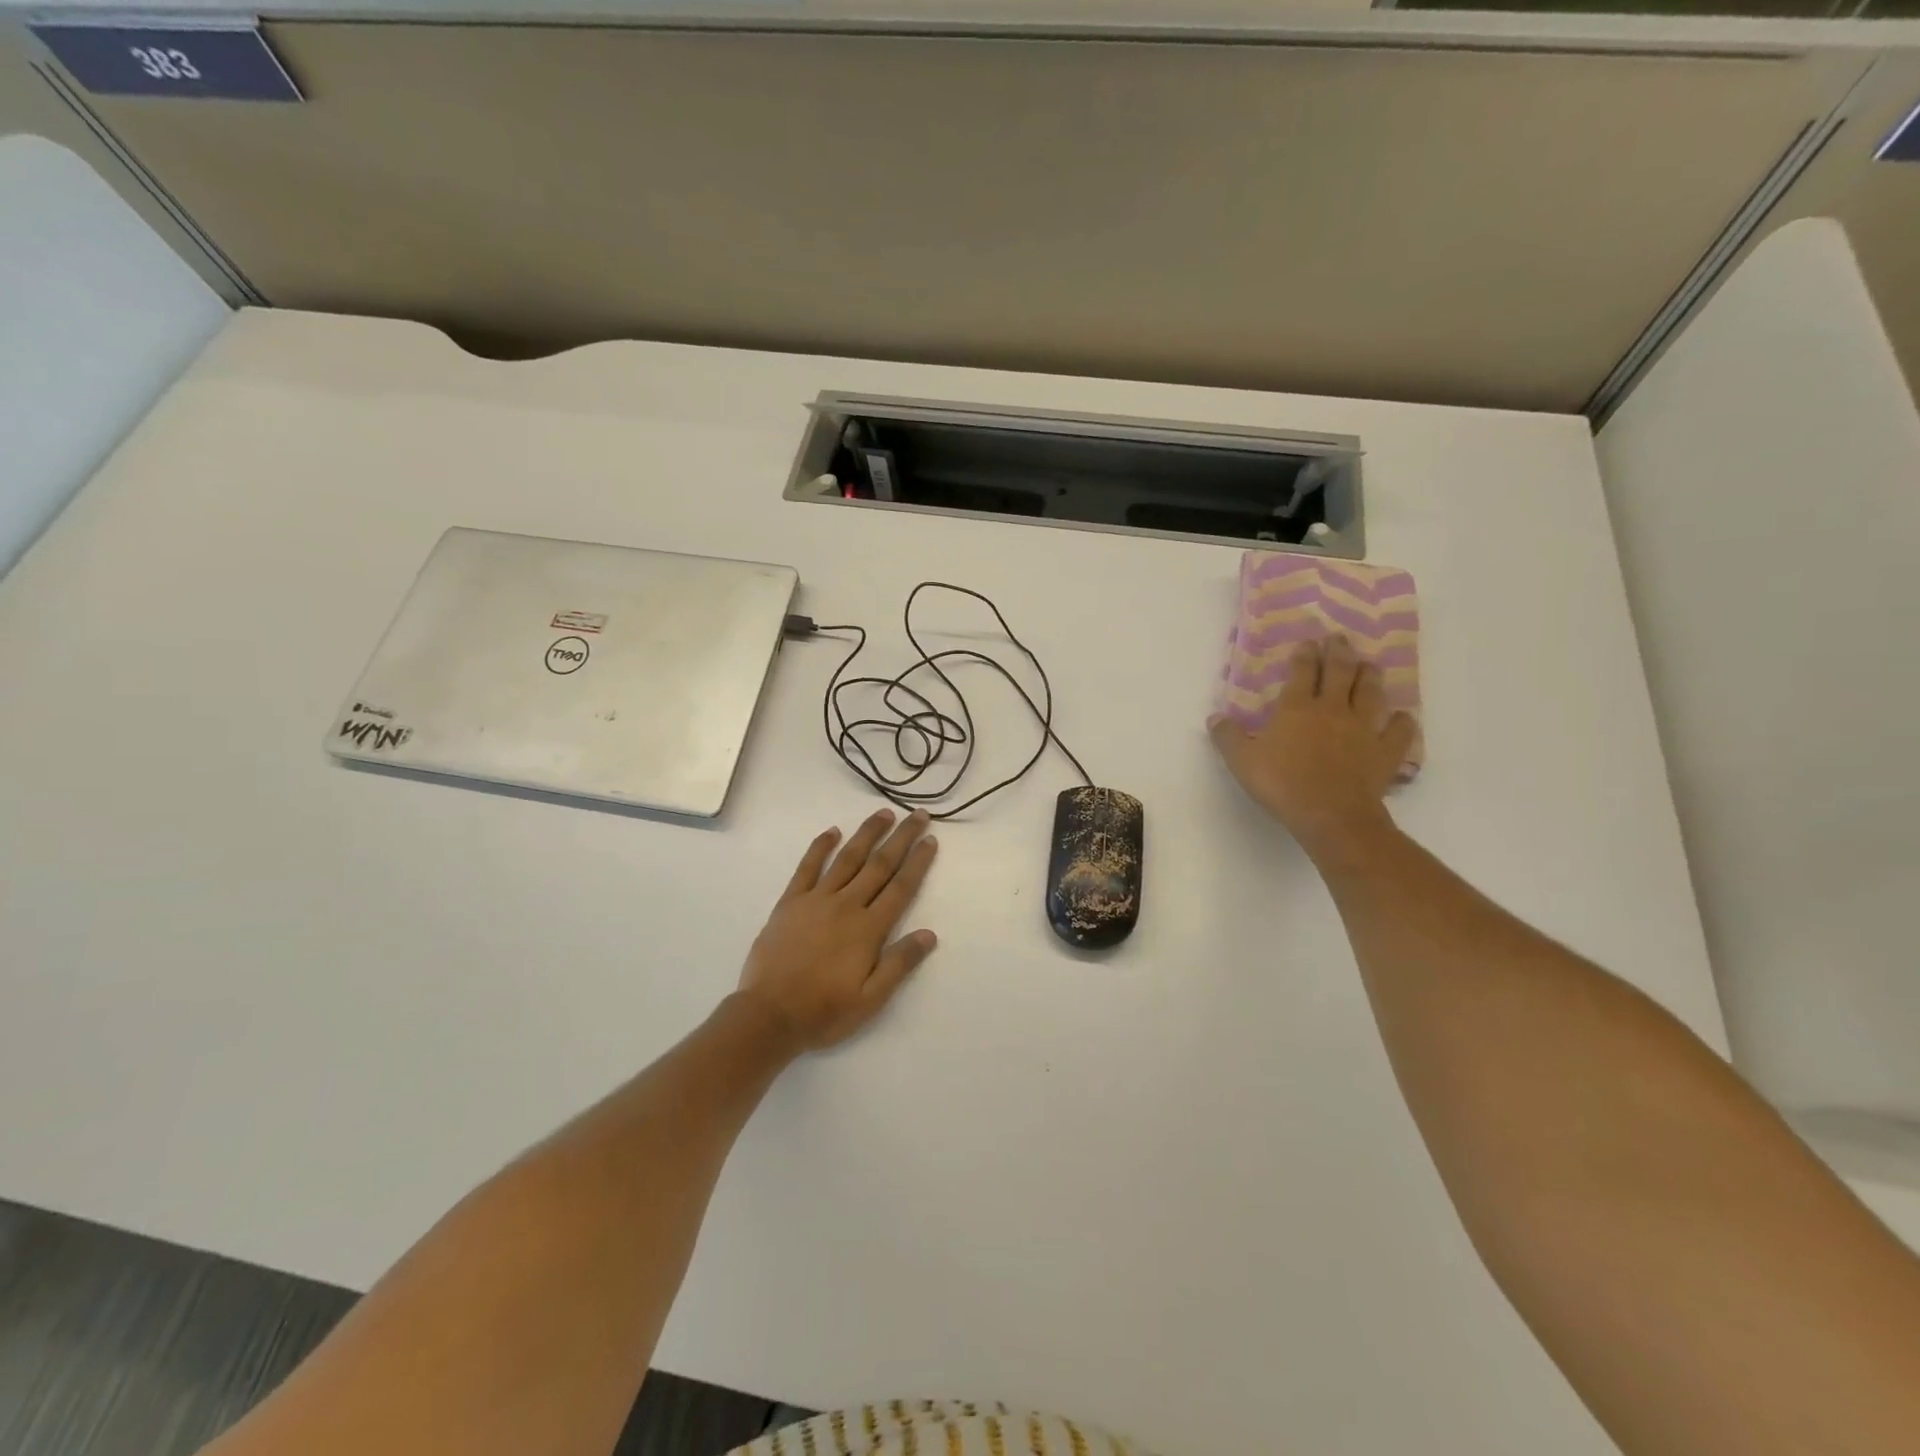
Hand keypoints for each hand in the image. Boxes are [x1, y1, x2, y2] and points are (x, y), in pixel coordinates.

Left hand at [737, 809, 939, 1050]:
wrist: (768, 1015)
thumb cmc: (824, 1011)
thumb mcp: (871, 999)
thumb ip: (900, 963)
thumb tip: (929, 934)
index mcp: (868, 929)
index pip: (900, 887)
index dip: (918, 862)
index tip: (931, 839)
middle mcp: (846, 905)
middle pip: (879, 864)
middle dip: (901, 837)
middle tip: (918, 814)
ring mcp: (816, 900)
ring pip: (847, 858)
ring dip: (867, 833)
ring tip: (884, 813)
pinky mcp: (790, 902)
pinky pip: (807, 867)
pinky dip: (820, 847)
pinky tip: (832, 831)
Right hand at [1209, 636, 1415, 857]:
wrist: (1330, 813)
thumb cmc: (1281, 783)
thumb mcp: (1241, 761)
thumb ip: (1227, 737)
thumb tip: (1214, 718)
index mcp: (1297, 708)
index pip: (1302, 672)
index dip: (1304, 654)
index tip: (1308, 642)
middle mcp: (1333, 709)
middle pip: (1340, 672)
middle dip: (1339, 652)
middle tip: (1340, 638)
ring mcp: (1363, 728)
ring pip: (1371, 693)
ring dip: (1371, 676)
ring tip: (1370, 665)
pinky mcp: (1385, 751)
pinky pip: (1398, 730)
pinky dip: (1401, 721)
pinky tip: (1400, 717)